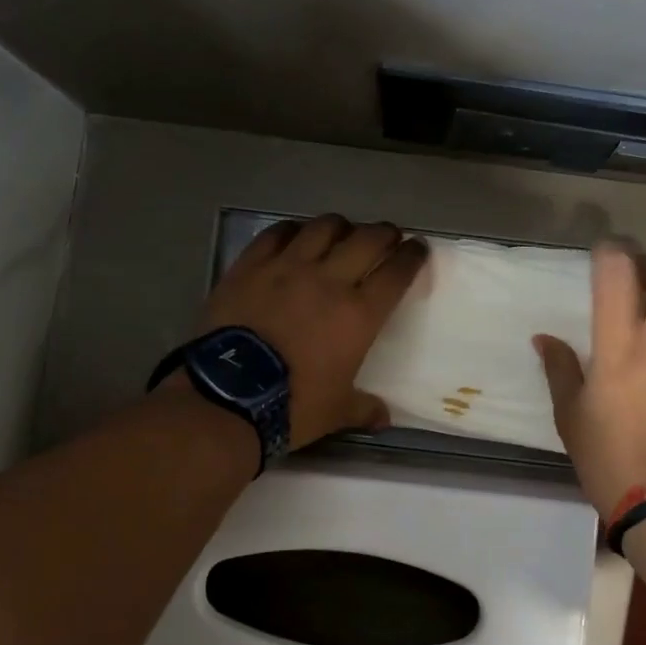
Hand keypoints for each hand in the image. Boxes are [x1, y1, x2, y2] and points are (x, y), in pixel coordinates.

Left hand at [200, 214, 428, 447]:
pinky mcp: (251, 266)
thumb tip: (383, 418)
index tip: (418, 248)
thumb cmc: (292, 405)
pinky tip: (295, 235)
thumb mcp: (335, 412)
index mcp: (359, 314)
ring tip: (343, 232)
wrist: (227, 396)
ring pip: (323, 228)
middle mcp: (329, 280)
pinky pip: (276, 234)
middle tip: (388, 236)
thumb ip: (363, 409)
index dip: (412, 256)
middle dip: (384, 233)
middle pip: (366, 240)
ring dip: (341, 226)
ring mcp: (287, 267)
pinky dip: (292, 230)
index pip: (396, 273)